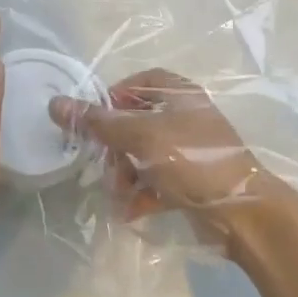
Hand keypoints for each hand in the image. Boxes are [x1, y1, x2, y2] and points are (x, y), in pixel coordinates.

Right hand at [50, 68, 289, 255]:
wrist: (243, 213)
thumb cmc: (192, 160)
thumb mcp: (140, 137)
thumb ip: (98, 122)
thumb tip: (55, 104)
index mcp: (180, 95)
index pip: (140, 82)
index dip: (115, 96)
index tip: (95, 119)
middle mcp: (185, 118)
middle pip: (136, 122)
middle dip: (116, 146)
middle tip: (104, 164)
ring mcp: (188, 151)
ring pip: (143, 155)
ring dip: (125, 174)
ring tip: (118, 193)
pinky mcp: (190, 182)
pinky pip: (155, 181)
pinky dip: (141, 194)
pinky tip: (130, 211)